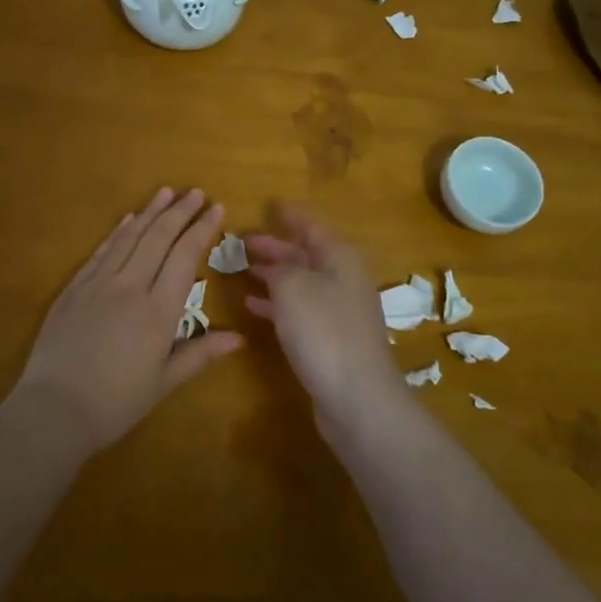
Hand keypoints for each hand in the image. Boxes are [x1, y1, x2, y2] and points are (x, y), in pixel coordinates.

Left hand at [15, 187, 244, 455]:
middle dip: (179, 212)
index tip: (216, 208)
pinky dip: (117, 232)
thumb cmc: (116, 402)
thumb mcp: (164, 382)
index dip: (201, 229)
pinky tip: (127, 220)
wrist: (54, 409)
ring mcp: (98, 284)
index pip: (184, 256)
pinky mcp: (74, 289)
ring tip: (166, 192)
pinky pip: (101, 252)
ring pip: (129, 238)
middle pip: (158, 238)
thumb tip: (240, 338)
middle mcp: (130, 286)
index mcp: (158, 310)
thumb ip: (201, 354)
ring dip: (150, 213)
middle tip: (195, 191)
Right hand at [244, 206, 404, 426]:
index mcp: (339, 257)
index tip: (270, 205)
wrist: (357, 396)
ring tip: (243, 270)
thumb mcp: (292, 287)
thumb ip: (279, 268)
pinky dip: (276, 304)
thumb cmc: (323, 330)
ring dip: (273, 276)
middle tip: (243, 242)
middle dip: (275, 248)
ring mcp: (339, 311)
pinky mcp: (331, 339)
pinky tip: (252, 306)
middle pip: (306, 255)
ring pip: (301, 283)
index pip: (311, 226)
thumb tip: (276, 268)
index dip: (289, 216)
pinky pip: (299, 310)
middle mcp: (343, 279)